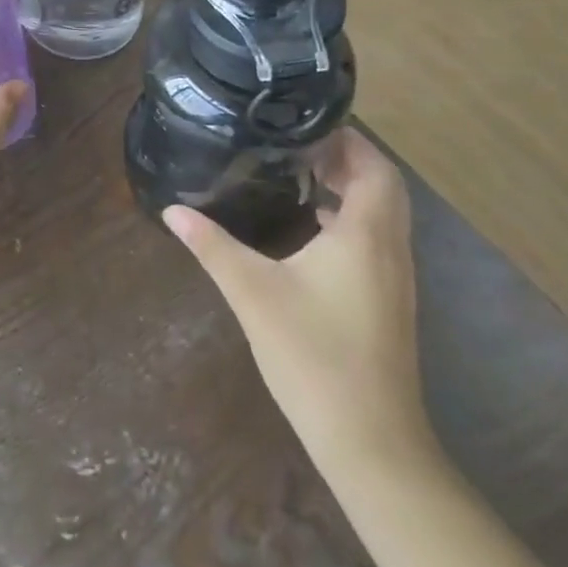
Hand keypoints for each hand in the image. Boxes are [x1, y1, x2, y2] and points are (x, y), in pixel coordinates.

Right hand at [163, 128, 430, 475]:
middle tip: (298, 145)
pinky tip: (312, 231)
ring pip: (384, 216)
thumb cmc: (313, 355)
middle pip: (384, 187)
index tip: (305, 125)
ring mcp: (395, 280)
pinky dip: (352, 220)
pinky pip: (377, 241)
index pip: (374, 168)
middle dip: (348, 160)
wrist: (370, 441)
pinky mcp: (389, 304)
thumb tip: (172, 209)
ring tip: (301, 176)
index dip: (348, 140)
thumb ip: (212, 245)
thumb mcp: (253, 293)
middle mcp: (389, 249)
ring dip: (352, 190)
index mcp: (365, 235)